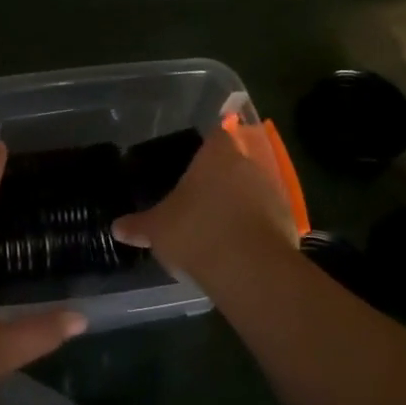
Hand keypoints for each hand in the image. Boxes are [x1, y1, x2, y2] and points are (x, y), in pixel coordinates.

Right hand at [112, 127, 297, 283]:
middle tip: (200, 197)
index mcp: (217, 154)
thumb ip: (138, 225)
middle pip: (235, 162)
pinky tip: (237, 247)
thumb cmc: (197, 232)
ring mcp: (273, 192)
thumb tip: (116, 227)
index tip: (193, 161)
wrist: (250, 269)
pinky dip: (254, 227)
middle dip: (220, 178)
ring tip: (217, 226)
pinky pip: (266, 217)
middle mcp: (249, 164)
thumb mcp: (157, 229)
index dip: (206, 146)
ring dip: (240, 203)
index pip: (216, 134)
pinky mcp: (288, 221)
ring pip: (253, 189)